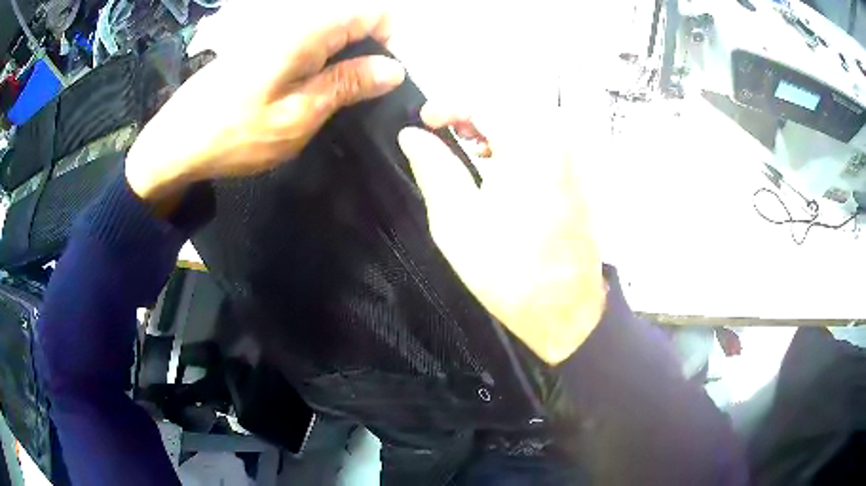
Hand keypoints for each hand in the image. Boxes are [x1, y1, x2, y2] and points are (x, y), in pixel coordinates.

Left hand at [125, 2, 404, 200]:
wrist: (177, 142)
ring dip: (346, 59)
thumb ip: (347, 85)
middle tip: (367, 94)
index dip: (393, 39)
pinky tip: (313, 90)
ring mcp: (277, 31)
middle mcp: (295, 20)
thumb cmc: (235, 133)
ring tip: (342, 96)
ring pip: (332, 32)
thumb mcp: (299, 115)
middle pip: (354, 19)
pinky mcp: (264, 45)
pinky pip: (309, 42)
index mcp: (308, 29)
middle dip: (372, 50)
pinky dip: (323, 62)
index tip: (391, 76)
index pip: (374, 12)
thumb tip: (394, 69)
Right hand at [399, 103, 606, 363]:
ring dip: (494, 124)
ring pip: (528, 115)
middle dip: (471, 111)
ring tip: (470, 151)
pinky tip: (502, 165)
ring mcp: (575, 155)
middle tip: (444, 135)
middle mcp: (559, 141)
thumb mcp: (456, 222)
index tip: (424, 121)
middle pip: (508, 101)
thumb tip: (411, 136)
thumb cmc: (508, 273)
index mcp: (529, 147)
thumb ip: (433, 169)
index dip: (448, 103)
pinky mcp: (580, 172)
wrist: (565, 310)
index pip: (484, 99)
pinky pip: (545, 135)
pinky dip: (517, 138)